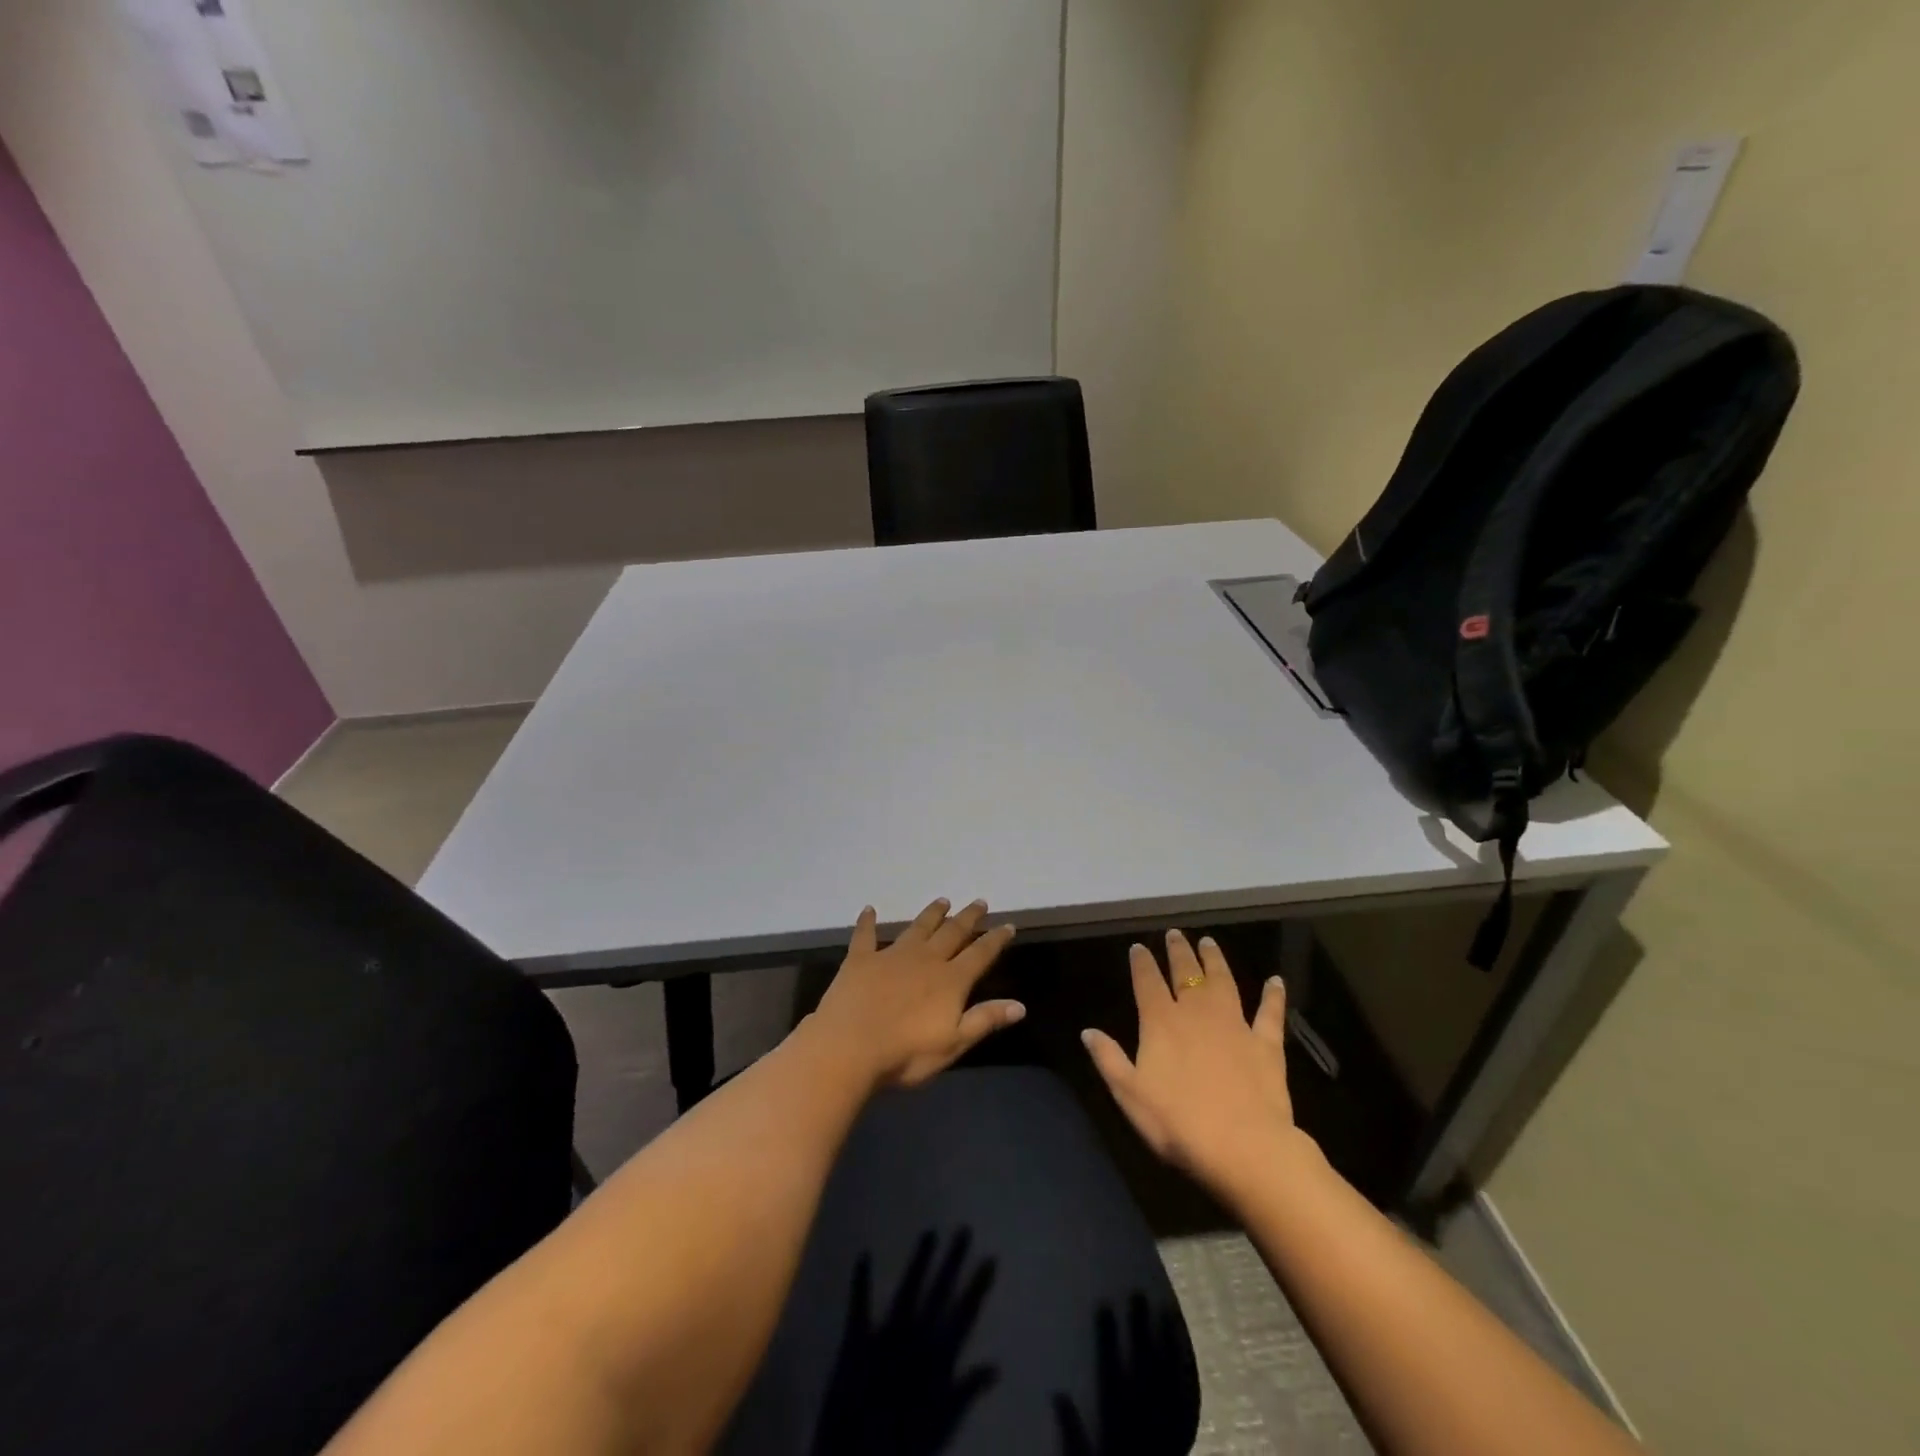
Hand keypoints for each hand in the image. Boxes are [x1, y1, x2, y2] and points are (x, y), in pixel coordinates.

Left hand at [807, 899, 1023, 1089]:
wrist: (849, 1046)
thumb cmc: (906, 1053)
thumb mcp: (954, 1044)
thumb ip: (985, 1020)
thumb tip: (1020, 1005)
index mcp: (950, 980)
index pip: (980, 954)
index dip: (995, 939)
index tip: (1008, 925)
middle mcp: (925, 959)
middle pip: (952, 933)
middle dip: (967, 918)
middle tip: (979, 902)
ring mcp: (891, 955)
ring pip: (917, 928)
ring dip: (932, 914)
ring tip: (943, 901)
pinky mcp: (861, 959)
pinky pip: (866, 935)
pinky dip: (868, 922)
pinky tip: (869, 909)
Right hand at [1081, 930, 1300, 1198]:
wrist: (1243, 1147)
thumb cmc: (1178, 1123)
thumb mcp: (1129, 1095)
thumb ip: (1109, 1059)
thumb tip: (1088, 1031)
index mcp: (1161, 1022)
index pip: (1147, 982)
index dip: (1142, 963)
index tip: (1138, 947)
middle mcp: (1196, 1013)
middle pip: (1186, 974)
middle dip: (1178, 952)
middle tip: (1175, 934)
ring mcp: (1234, 1025)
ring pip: (1223, 982)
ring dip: (1215, 960)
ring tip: (1209, 943)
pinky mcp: (1266, 1044)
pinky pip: (1270, 1013)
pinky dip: (1273, 996)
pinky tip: (1276, 981)